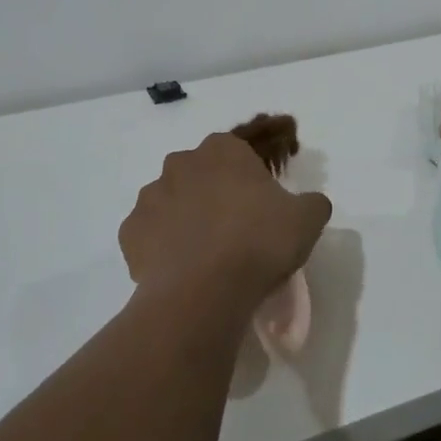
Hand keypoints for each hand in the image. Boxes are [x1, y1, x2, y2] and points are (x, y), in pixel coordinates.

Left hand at [119, 133, 332, 322]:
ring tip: (207, 255)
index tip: (262, 205)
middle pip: (201, 174)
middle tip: (237, 230)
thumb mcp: (307, 219)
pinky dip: (162, 248)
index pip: (237, 151)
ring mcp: (150, 197)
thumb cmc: (259, 242)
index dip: (250, 177)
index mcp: (222, 149)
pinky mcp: (129, 232)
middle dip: (215, 194)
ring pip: (171, 202)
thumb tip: (310, 203)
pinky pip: (150, 235)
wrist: (204, 290)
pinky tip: (181, 270)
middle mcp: (180, 163)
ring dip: (186, 219)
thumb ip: (311, 203)